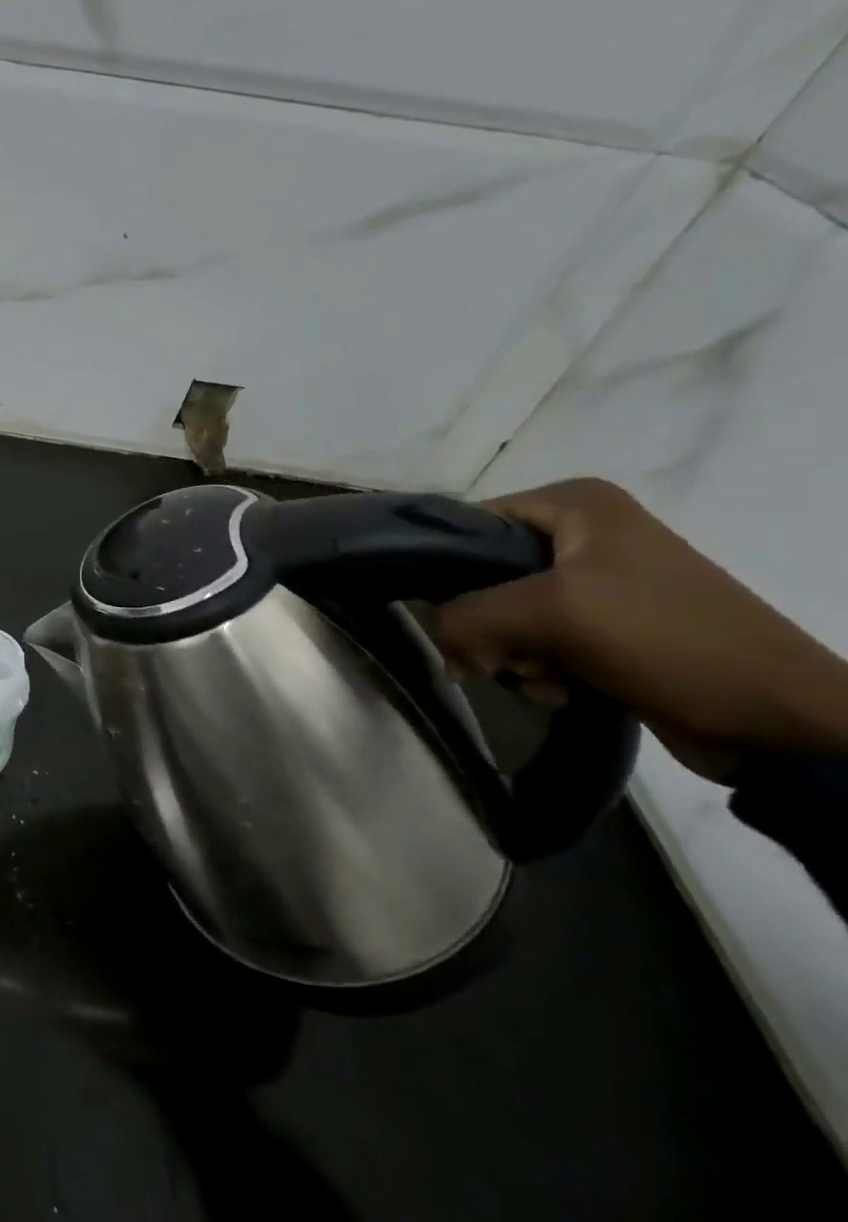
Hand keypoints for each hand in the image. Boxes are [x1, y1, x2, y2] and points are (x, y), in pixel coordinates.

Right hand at [435, 478, 847, 781]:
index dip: (447, 571)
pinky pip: (540, 641)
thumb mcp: (548, 613)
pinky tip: (564, 689)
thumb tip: (441, 643)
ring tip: (544, 679)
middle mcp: (584, 532)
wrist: (781, 719)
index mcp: (575, 503)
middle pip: (484, 577)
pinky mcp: (609, 626)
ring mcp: (598, 580)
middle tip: (501, 659)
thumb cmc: (665, 639)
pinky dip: (540, 670)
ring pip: (506, 615)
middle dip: (487, 626)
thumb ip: (466, 616)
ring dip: (512, 655)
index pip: (468, 525)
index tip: (448, 615)